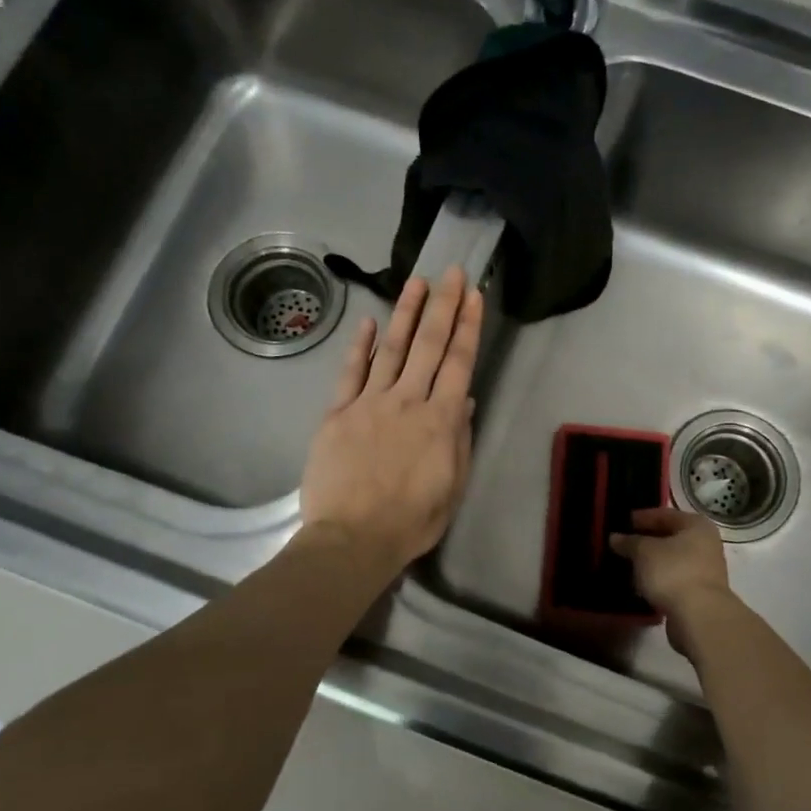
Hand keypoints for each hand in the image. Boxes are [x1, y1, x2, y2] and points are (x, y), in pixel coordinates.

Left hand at [300, 267, 482, 577]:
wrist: (353, 538)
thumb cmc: (411, 521)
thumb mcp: (452, 486)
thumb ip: (459, 439)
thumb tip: (462, 399)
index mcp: (440, 421)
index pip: (458, 362)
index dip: (467, 325)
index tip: (473, 294)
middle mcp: (407, 401)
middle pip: (427, 345)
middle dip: (442, 306)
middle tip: (450, 272)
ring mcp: (369, 404)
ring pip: (391, 349)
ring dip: (404, 313)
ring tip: (416, 282)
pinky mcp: (337, 414)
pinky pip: (350, 373)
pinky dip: (360, 346)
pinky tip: (369, 322)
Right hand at [610, 508, 734, 655]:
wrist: (699, 616)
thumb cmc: (672, 572)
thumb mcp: (643, 552)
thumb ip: (629, 542)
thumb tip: (615, 537)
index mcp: (696, 525)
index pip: (664, 514)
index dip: (642, 517)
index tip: (622, 522)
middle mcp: (706, 543)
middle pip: (671, 536)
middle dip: (646, 540)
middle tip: (622, 543)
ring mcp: (705, 569)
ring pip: (672, 559)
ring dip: (652, 561)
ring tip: (628, 564)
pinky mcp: (700, 592)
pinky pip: (674, 578)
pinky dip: (659, 578)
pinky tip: (641, 583)